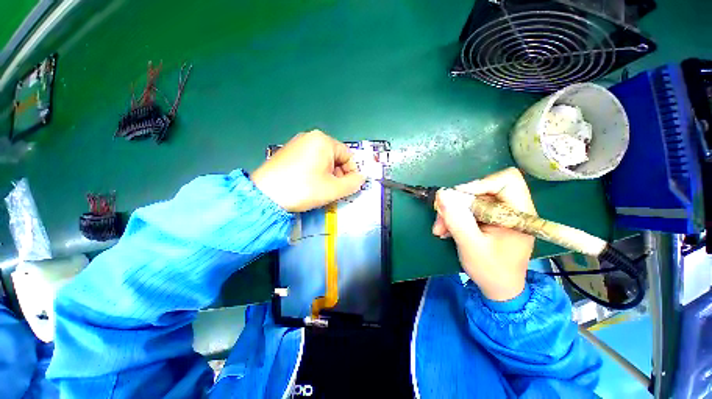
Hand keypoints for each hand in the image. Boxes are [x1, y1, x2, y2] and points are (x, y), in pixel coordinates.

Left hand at [251, 130, 365, 211]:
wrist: (265, 195)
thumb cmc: (303, 189)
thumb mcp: (333, 189)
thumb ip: (353, 183)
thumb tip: (362, 178)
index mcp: (323, 141)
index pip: (348, 156)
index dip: (352, 173)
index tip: (348, 187)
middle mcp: (310, 137)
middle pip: (335, 157)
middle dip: (339, 174)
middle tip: (334, 190)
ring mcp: (297, 143)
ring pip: (323, 160)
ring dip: (328, 175)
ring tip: (321, 189)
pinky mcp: (288, 152)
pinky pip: (310, 160)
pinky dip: (315, 172)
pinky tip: (308, 184)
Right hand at [432, 168, 535, 301]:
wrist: (499, 289)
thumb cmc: (491, 271)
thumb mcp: (471, 246)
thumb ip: (457, 220)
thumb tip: (441, 194)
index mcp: (519, 213)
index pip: (506, 180)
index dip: (480, 184)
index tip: (458, 199)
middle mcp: (511, 209)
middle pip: (481, 190)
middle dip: (457, 203)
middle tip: (441, 218)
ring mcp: (499, 214)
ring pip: (470, 200)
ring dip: (452, 212)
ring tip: (440, 229)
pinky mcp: (489, 220)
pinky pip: (468, 209)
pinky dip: (454, 217)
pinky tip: (446, 230)